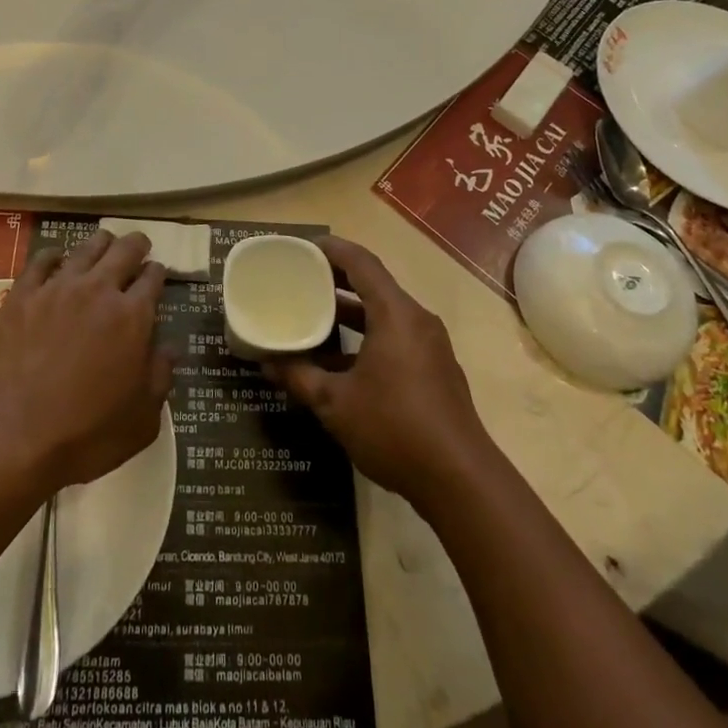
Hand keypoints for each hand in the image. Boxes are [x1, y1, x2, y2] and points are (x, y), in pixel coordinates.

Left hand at [0, 229, 172, 494]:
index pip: (153, 277)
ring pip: (86, 248)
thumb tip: (169, 348)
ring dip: (100, 244)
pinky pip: (41, 260)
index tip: (157, 274)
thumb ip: (161, 377)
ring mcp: (58, 288)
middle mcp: (99, 290)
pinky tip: (57, 258)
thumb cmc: (86, 434)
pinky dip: (54, 255)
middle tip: (138, 246)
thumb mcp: (143, 419)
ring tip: (104, 244)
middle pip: (124, 250)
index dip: (158, 273)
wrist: (12, 436)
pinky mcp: (22, 295)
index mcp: (134, 316)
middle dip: (136, 245)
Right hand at [266, 236, 492, 510]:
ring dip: (352, 310)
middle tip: (302, 277)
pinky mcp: (435, 369)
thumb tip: (266, 363)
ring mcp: (430, 345)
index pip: (362, 263)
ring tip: (315, 313)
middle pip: (375, 284)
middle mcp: (416, 320)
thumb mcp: (335, 403)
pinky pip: (396, 335)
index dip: (333, 250)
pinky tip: (341, 358)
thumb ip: (299, 377)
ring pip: (385, 312)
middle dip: (338, 278)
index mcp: (396, 314)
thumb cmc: (394, 428)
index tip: (304, 247)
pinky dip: (368, 334)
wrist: (460, 480)